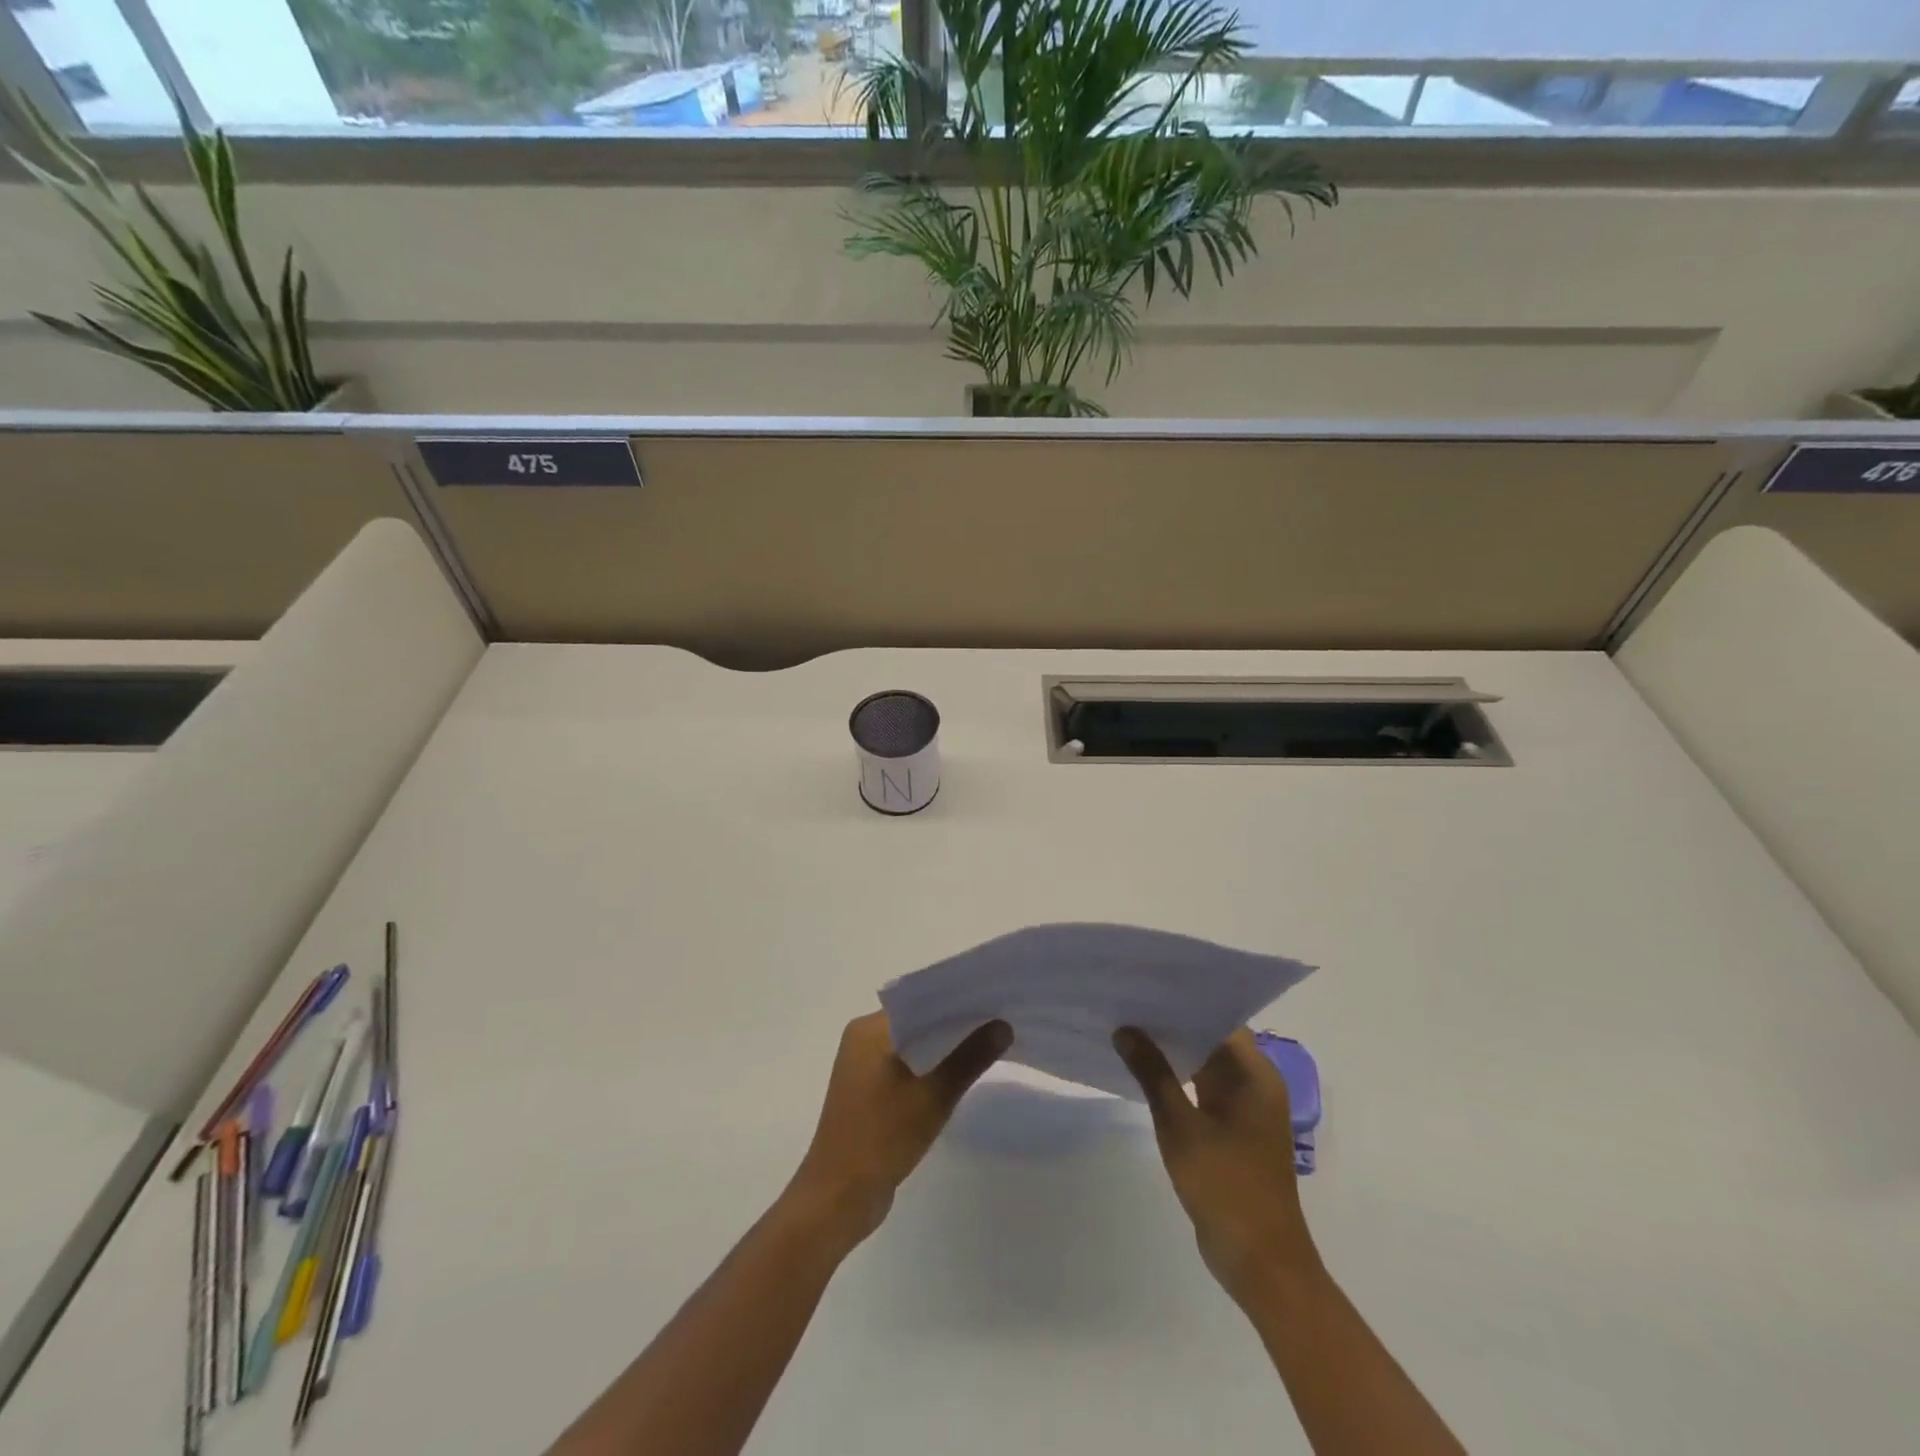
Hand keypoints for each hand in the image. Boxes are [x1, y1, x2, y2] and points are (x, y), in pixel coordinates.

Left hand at [789, 1011, 1010, 1248]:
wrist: (838, 1199)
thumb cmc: (881, 1139)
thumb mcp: (932, 1097)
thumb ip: (969, 1058)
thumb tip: (1003, 1025)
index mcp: (869, 1030)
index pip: (919, 1000)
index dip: (956, 998)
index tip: (993, 997)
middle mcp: (862, 1040)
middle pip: (917, 1021)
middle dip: (955, 1022)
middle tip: (1000, 1019)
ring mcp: (863, 1067)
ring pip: (913, 1045)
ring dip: (944, 1047)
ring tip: (988, 1042)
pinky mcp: (869, 1092)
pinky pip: (906, 1067)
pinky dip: (930, 1067)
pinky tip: (960, 1073)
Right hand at [1114, 1026, 1318, 1301]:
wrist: (1260, 1264)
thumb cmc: (1226, 1187)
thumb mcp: (1180, 1127)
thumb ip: (1153, 1074)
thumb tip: (1125, 1029)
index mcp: (1256, 1075)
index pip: (1220, 1017)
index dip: (1185, 999)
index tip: (1147, 981)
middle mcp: (1255, 1083)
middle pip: (1212, 1038)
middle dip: (1172, 1021)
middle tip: (1128, 999)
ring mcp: (1244, 1108)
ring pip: (1204, 1064)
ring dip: (1172, 1050)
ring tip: (1128, 1026)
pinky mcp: (1232, 1130)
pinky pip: (1201, 1089)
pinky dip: (1176, 1078)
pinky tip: (1142, 1070)